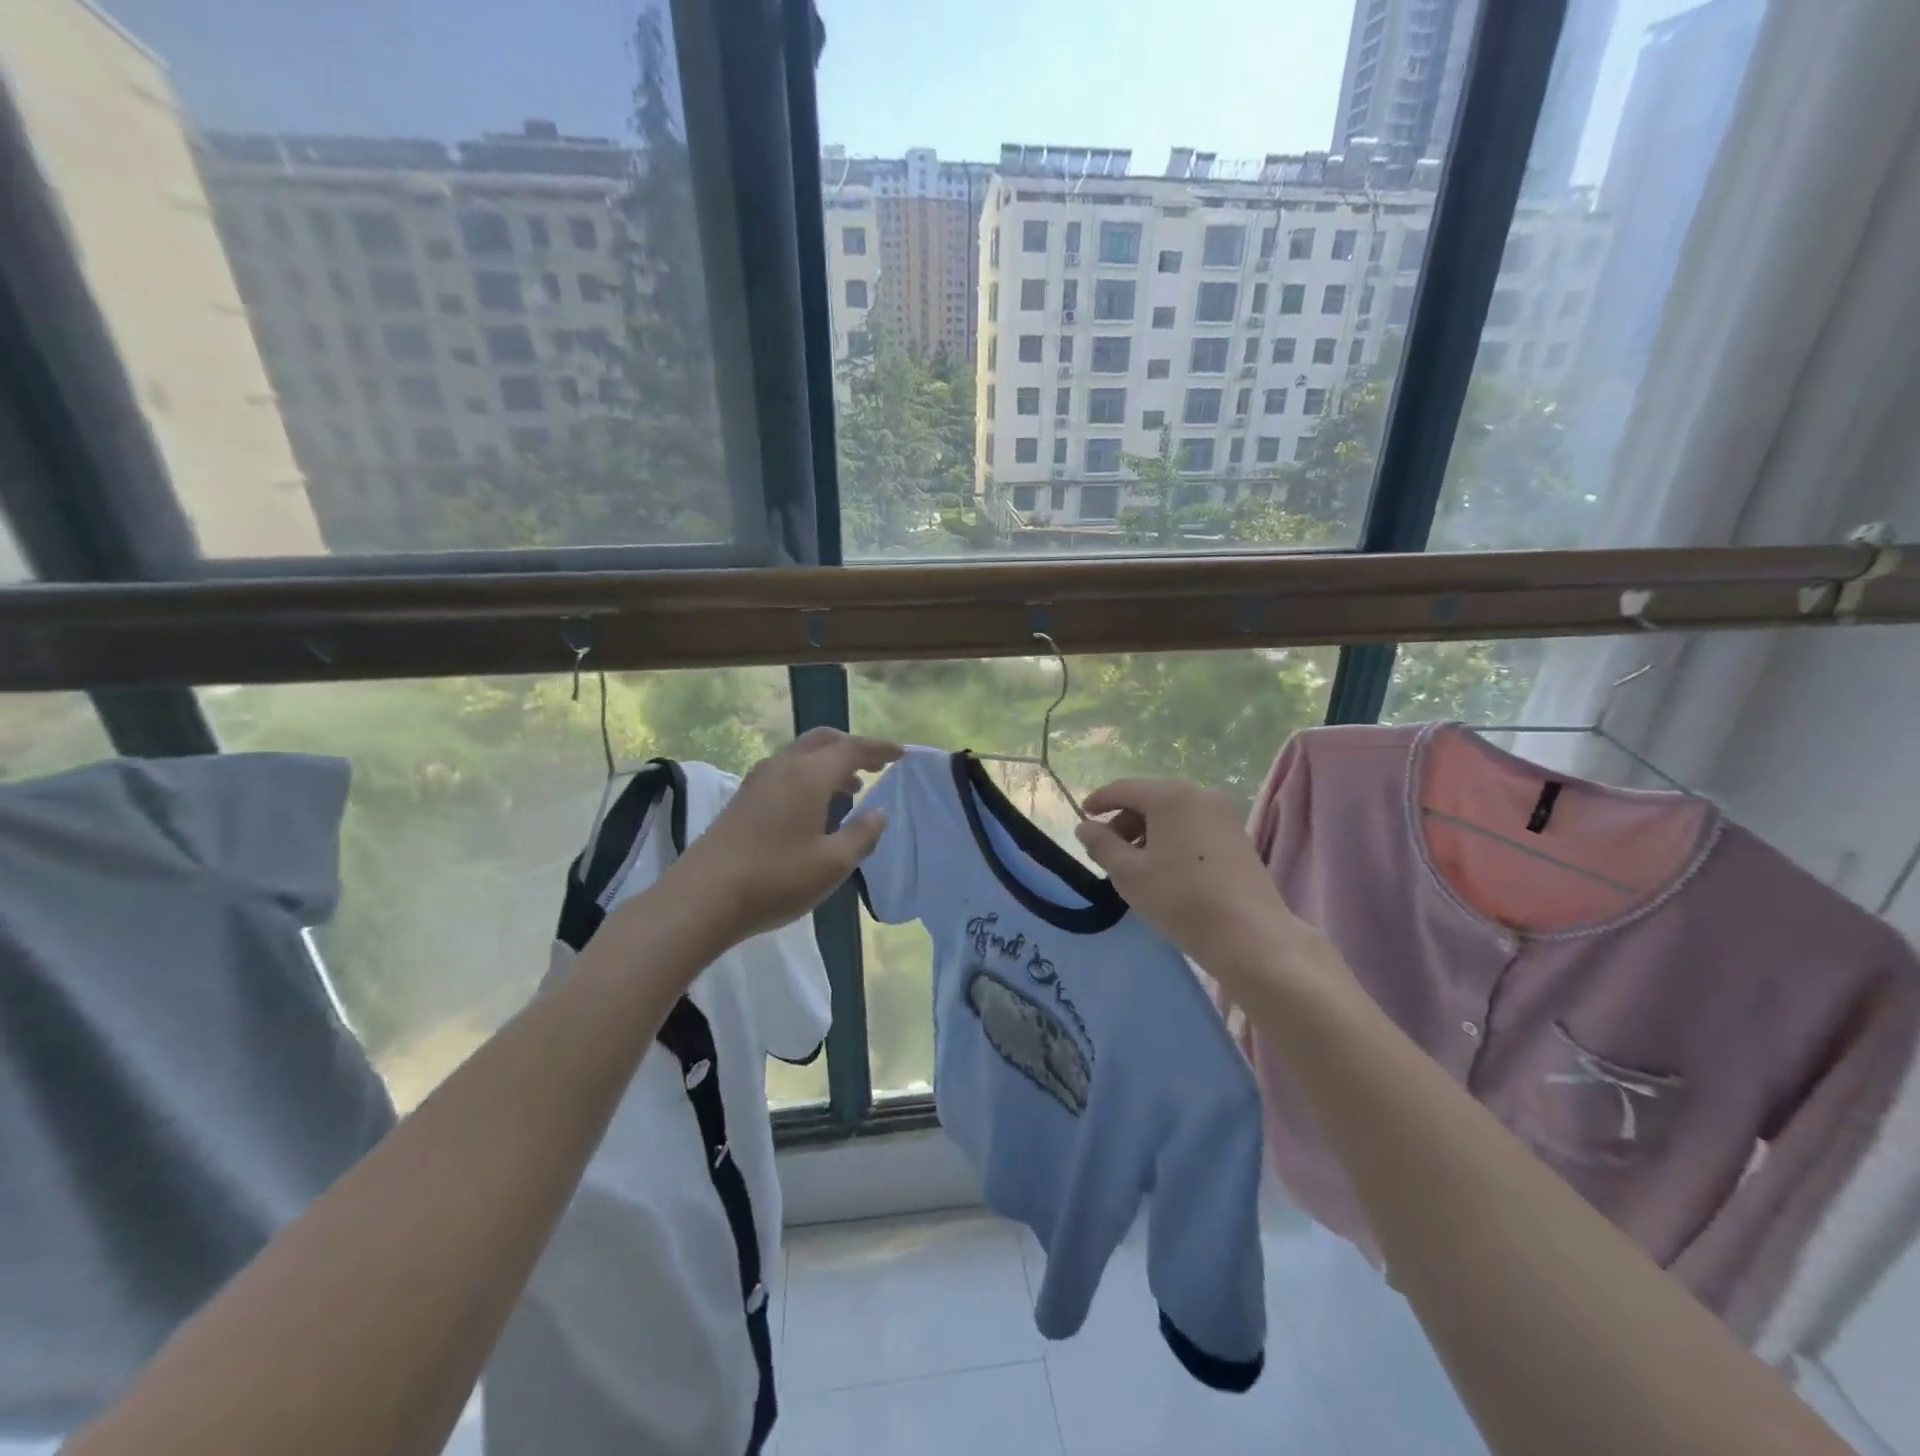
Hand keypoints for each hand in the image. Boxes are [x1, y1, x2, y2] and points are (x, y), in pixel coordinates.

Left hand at [667, 728, 902, 948]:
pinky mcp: (743, 798)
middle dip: (852, 748)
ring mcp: (758, 780)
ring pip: (801, 754)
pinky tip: (814, 806)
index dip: (879, 749)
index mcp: (809, 775)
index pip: (852, 748)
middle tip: (875, 766)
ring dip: (829, 762)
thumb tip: (879, 813)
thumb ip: (862, 834)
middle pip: (823, 740)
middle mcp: (783, 766)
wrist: (703, 897)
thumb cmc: (776, 878)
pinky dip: (808, 775)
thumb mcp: (833, 864)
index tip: (901, 755)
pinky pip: (785, 770)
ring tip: (851, 788)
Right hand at [1074, 778, 1350, 1000]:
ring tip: (1134, 864)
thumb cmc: (1180, 899)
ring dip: (1147, 831)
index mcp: (1170, 795)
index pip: (1123, 789)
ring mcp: (1224, 814)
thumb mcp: (1128, 873)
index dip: (1098, 801)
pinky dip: (1172, 838)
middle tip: (1107, 850)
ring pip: (1173, 813)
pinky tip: (1165, 868)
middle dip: (1124, 820)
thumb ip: (1101, 844)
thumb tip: (1085, 826)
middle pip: (1150, 798)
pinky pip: (1193, 826)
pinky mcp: (1237, 836)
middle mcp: (1200, 794)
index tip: (1081, 818)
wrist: (1250, 936)